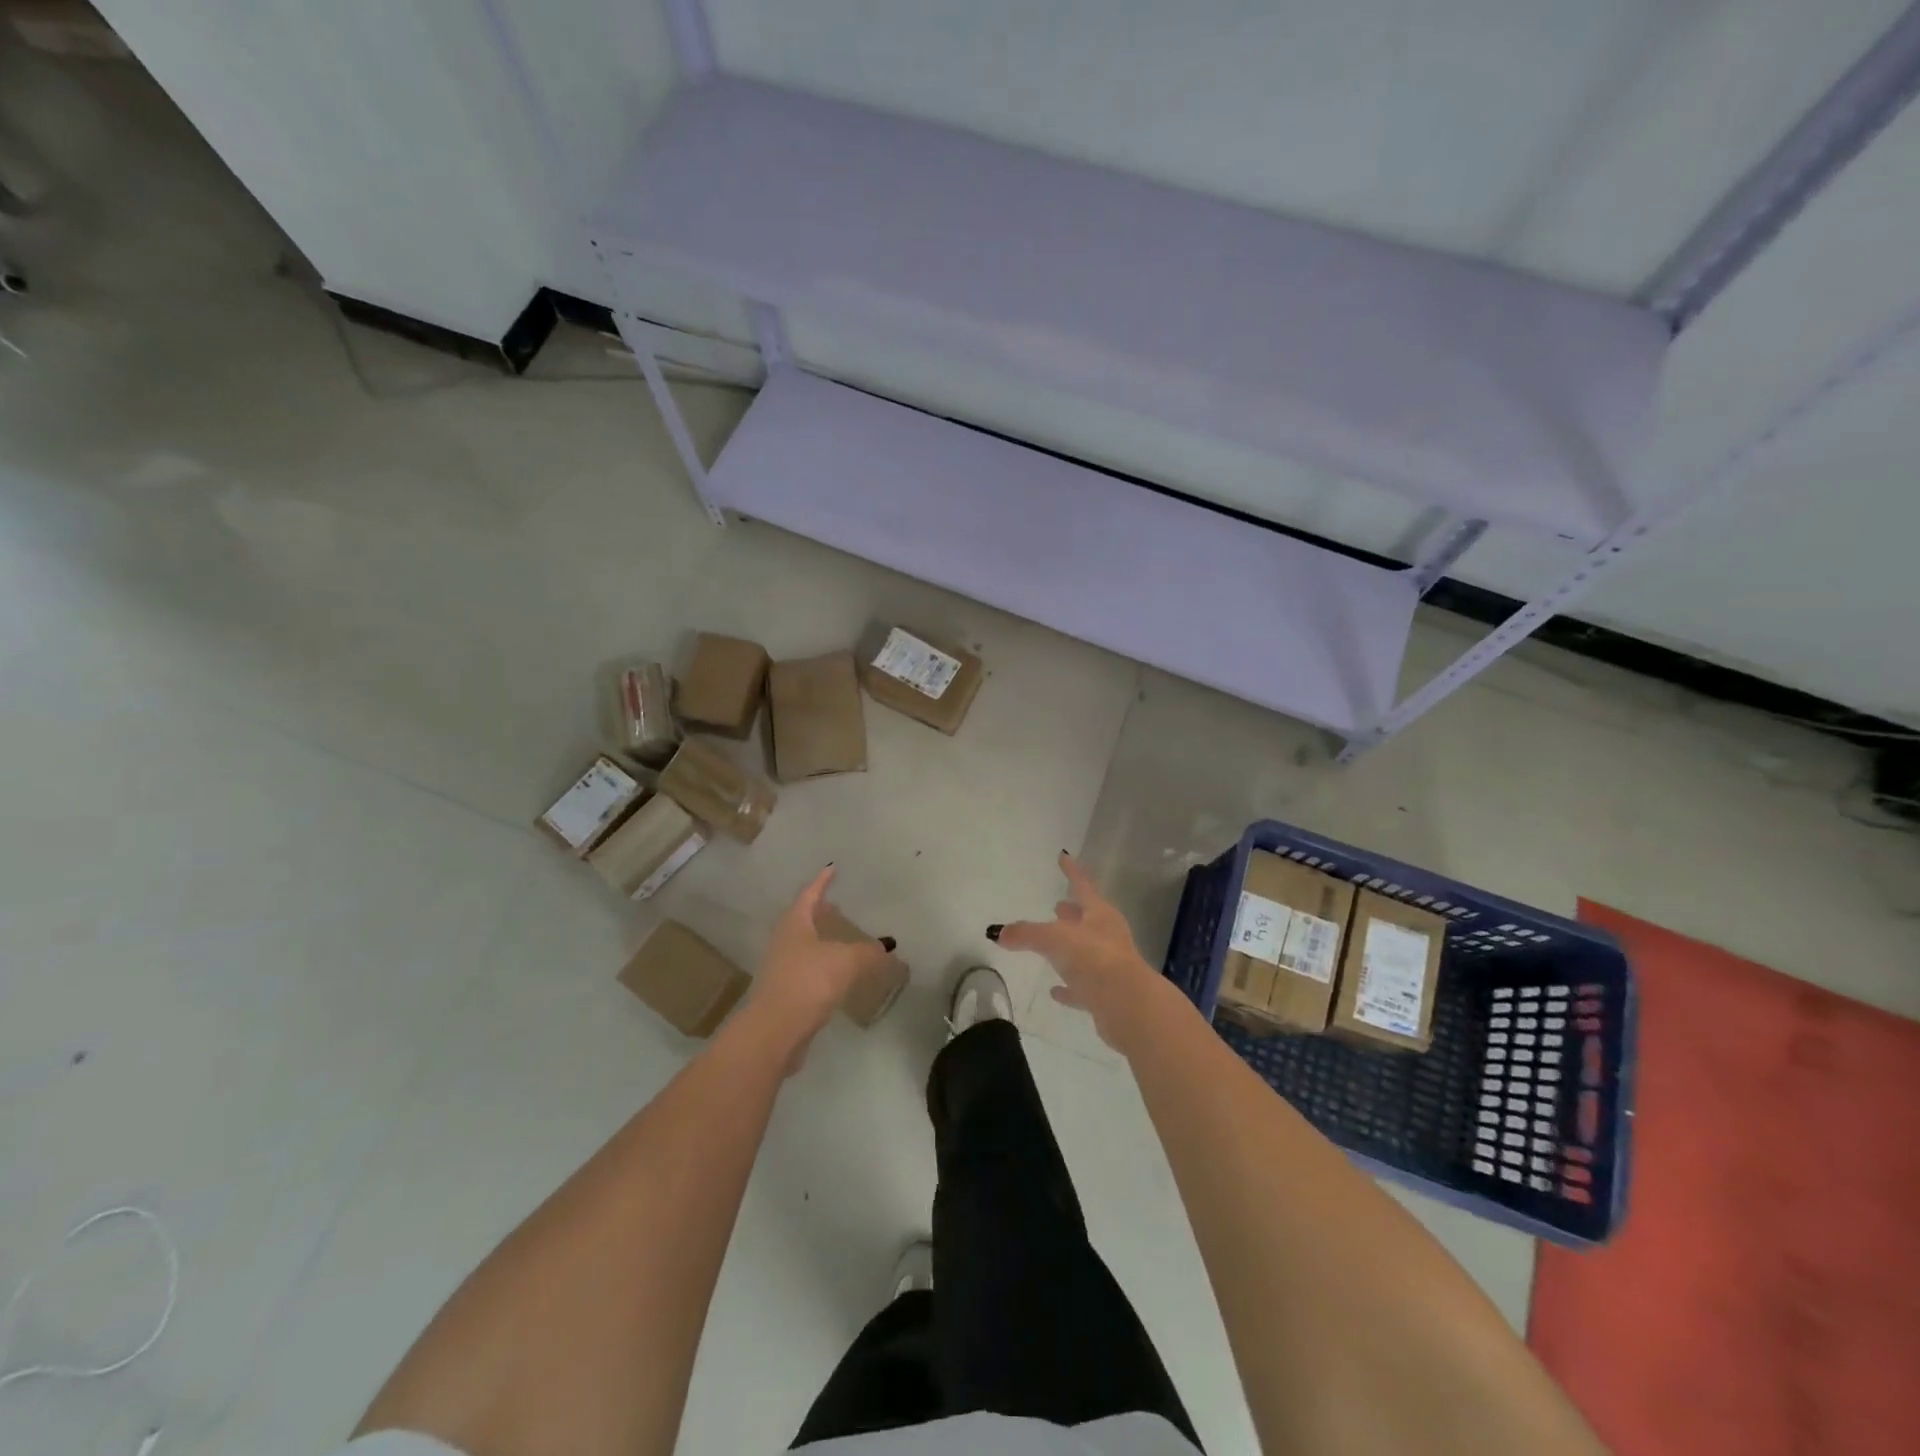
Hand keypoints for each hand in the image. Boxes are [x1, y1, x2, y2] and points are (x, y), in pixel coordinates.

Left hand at [742, 866, 892, 1064]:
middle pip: (803, 920)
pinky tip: (838, 976)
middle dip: (820, 912)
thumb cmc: (809, 982)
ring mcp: (782, 969)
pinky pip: (808, 972)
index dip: (822, 882)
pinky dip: (823, 967)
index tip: (832, 869)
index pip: (810, 895)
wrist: (775, 1031)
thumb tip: (887, 948)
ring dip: (821, 940)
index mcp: (795, 924)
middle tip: (837, 905)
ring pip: (804, 947)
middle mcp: (784, 942)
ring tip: (841, 940)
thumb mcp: (847, 961)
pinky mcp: (785, 995)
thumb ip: (870, 952)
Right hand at [998, 852, 1168, 1050]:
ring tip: (1052, 944)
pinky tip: (1055, 991)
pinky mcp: (1106, 994)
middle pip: (1087, 918)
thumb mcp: (1054, 939)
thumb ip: (1026, 934)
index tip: (1063, 856)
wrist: (1127, 1005)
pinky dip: (1069, 987)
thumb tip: (997, 932)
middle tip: (1057, 905)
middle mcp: (1107, 935)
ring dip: (1070, 948)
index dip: (1071, 871)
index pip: (1082, 885)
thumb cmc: (1093, 958)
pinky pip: (1082, 986)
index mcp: (1099, 914)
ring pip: (1086, 951)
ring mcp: (1109, 965)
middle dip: (1072, 912)